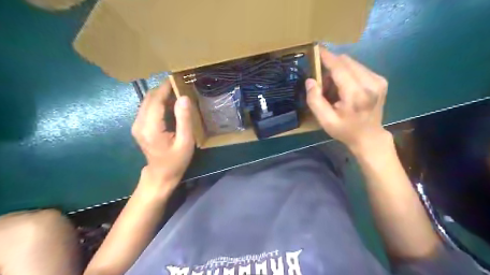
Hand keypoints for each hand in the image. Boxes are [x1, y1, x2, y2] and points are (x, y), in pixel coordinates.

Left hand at [133, 79, 195, 192]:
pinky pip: (147, 108)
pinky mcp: (139, 126)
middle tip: (180, 85)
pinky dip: (158, 102)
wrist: (161, 174)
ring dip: (161, 94)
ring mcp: (137, 124)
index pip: (156, 100)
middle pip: (149, 97)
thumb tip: (183, 98)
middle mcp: (139, 123)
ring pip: (147, 101)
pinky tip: (170, 105)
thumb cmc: (176, 161)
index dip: (166, 87)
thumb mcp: (185, 142)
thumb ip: (184, 120)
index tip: (177, 78)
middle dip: (163, 89)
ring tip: (177, 93)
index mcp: (151, 128)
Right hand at [306, 48, 390, 154]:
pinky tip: (345, 87)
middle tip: (322, 82)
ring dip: (339, 70)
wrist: (369, 136)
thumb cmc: (345, 130)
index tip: (316, 49)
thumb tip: (310, 80)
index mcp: (356, 94)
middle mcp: (370, 83)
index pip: (339, 67)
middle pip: (346, 62)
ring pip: (352, 63)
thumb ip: (315, 100)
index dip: (327, 57)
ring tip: (333, 87)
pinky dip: (348, 73)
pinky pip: (359, 68)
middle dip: (331, 66)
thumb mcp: (325, 120)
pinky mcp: (380, 80)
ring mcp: (378, 80)